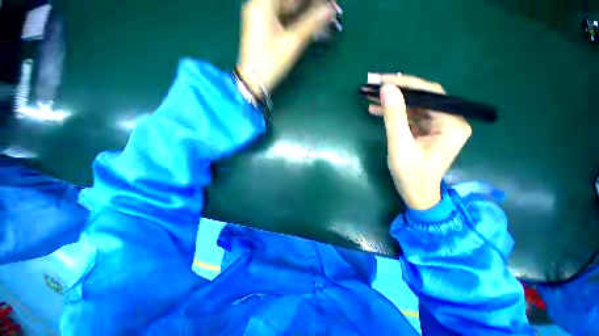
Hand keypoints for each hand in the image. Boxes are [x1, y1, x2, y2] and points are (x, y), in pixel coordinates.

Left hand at [237, 0, 334, 97]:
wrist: (253, 82)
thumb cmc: (270, 63)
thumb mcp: (292, 43)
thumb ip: (311, 24)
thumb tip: (330, 10)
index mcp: (263, 4)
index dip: (313, 0)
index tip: (330, 4)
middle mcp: (260, 6)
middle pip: (290, 1)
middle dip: (311, 6)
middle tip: (330, 12)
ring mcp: (262, 17)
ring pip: (288, 10)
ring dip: (306, 15)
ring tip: (323, 21)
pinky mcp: (265, 29)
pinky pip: (284, 19)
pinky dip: (297, 22)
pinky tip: (310, 27)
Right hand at [368, 75, 471, 209]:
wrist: (416, 194)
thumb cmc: (410, 174)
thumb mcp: (400, 145)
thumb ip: (394, 117)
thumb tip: (386, 89)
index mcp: (452, 123)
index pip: (430, 93)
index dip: (406, 84)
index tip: (382, 80)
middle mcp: (449, 120)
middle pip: (422, 97)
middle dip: (397, 90)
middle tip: (374, 84)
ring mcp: (438, 126)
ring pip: (414, 106)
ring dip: (393, 101)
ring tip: (371, 96)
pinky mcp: (427, 131)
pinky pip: (410, 116)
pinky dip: (394, 113)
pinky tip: (377, 109)